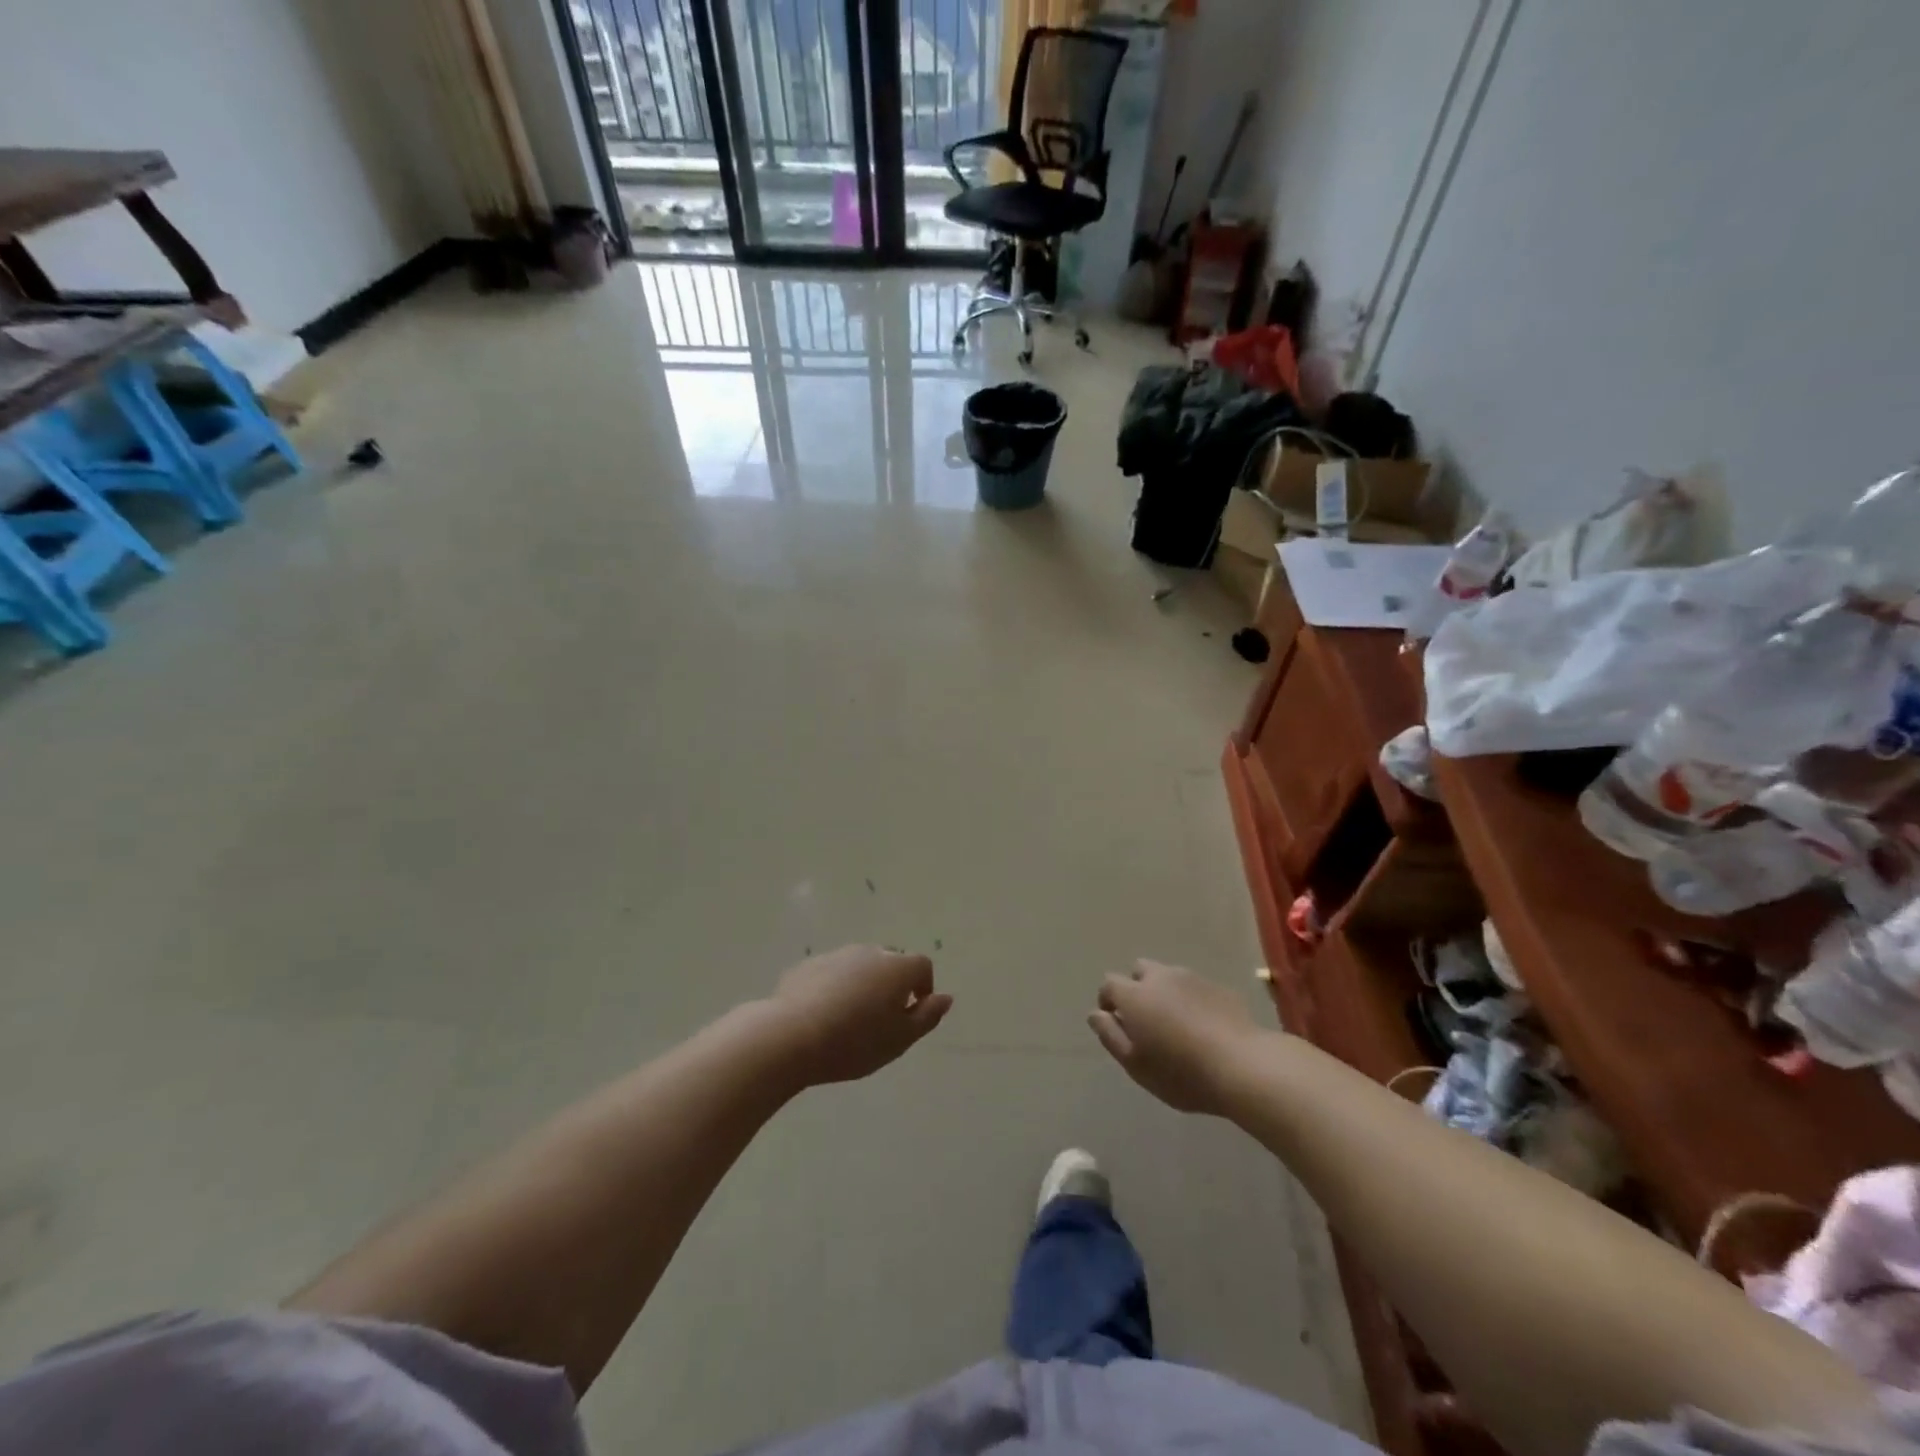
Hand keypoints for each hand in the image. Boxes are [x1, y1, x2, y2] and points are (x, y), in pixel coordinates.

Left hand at [767, 945, 952, 1086]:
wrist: (791, 1036)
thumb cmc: (855, 1042)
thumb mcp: (900, 1039)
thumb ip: (927, 1016)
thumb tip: (945, 998)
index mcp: (897, 967)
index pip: (922, 966)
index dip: (923, 988)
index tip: (912, 1014)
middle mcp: (870, 952)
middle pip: (890, 962)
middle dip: (892, 984)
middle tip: (881, 1019)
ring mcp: (837, 955)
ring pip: (859, 966)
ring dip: (863, 984)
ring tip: (850, 1019)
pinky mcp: (808, 965)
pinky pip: (832, 973)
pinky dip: (835, 987)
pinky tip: (823, 1015)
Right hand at [1088, 959, 1259, 1114]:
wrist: (1243, 1066)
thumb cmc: (1181, 1072)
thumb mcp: (1136, 1065)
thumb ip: (1110, 1036)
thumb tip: (1095, 1014)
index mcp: (1135, 995)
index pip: (1109, 984)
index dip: (1108, 1000)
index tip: (1115, 1022)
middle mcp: (1161, 978)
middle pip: (1140, 970)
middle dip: (1137, 988)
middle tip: (1146, 1020)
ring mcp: (1192, 979)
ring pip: (1169, 977)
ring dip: (1165, 992)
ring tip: (1176, 1024)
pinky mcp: (1219, 987)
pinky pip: (1195, 988)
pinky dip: (1191, 1000)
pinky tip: (1203, 1026)